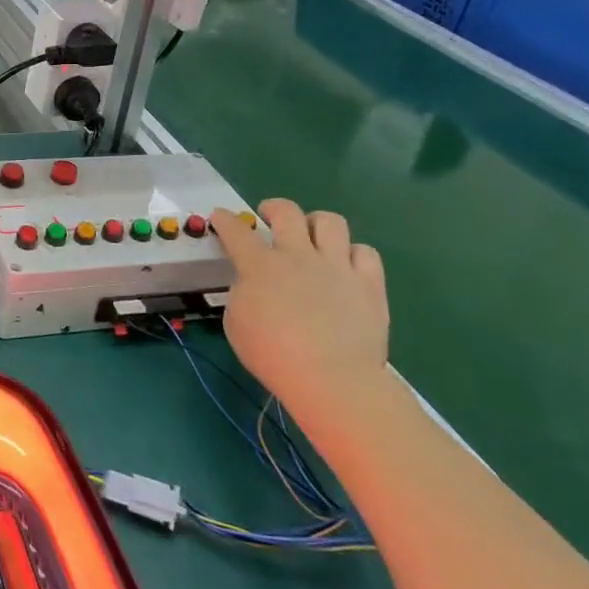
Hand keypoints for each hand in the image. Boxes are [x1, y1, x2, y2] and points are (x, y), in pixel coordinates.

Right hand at [211, 200, 389, 424]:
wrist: (333, 380)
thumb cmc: (274, 356)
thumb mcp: (236, 323)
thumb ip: (242, 293)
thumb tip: (251, 283)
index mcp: (260, 266)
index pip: (236, 230)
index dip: (224, 219)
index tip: (220, 217)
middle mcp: (298, 255)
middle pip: (286, 211)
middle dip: (273, 208)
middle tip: (270, 218)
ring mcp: (337, 266)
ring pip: (330, 221)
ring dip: (316, 224)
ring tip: (312, 238)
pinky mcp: (368, 283)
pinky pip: (365, 252)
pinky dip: (353, 255)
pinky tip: (345, 267)